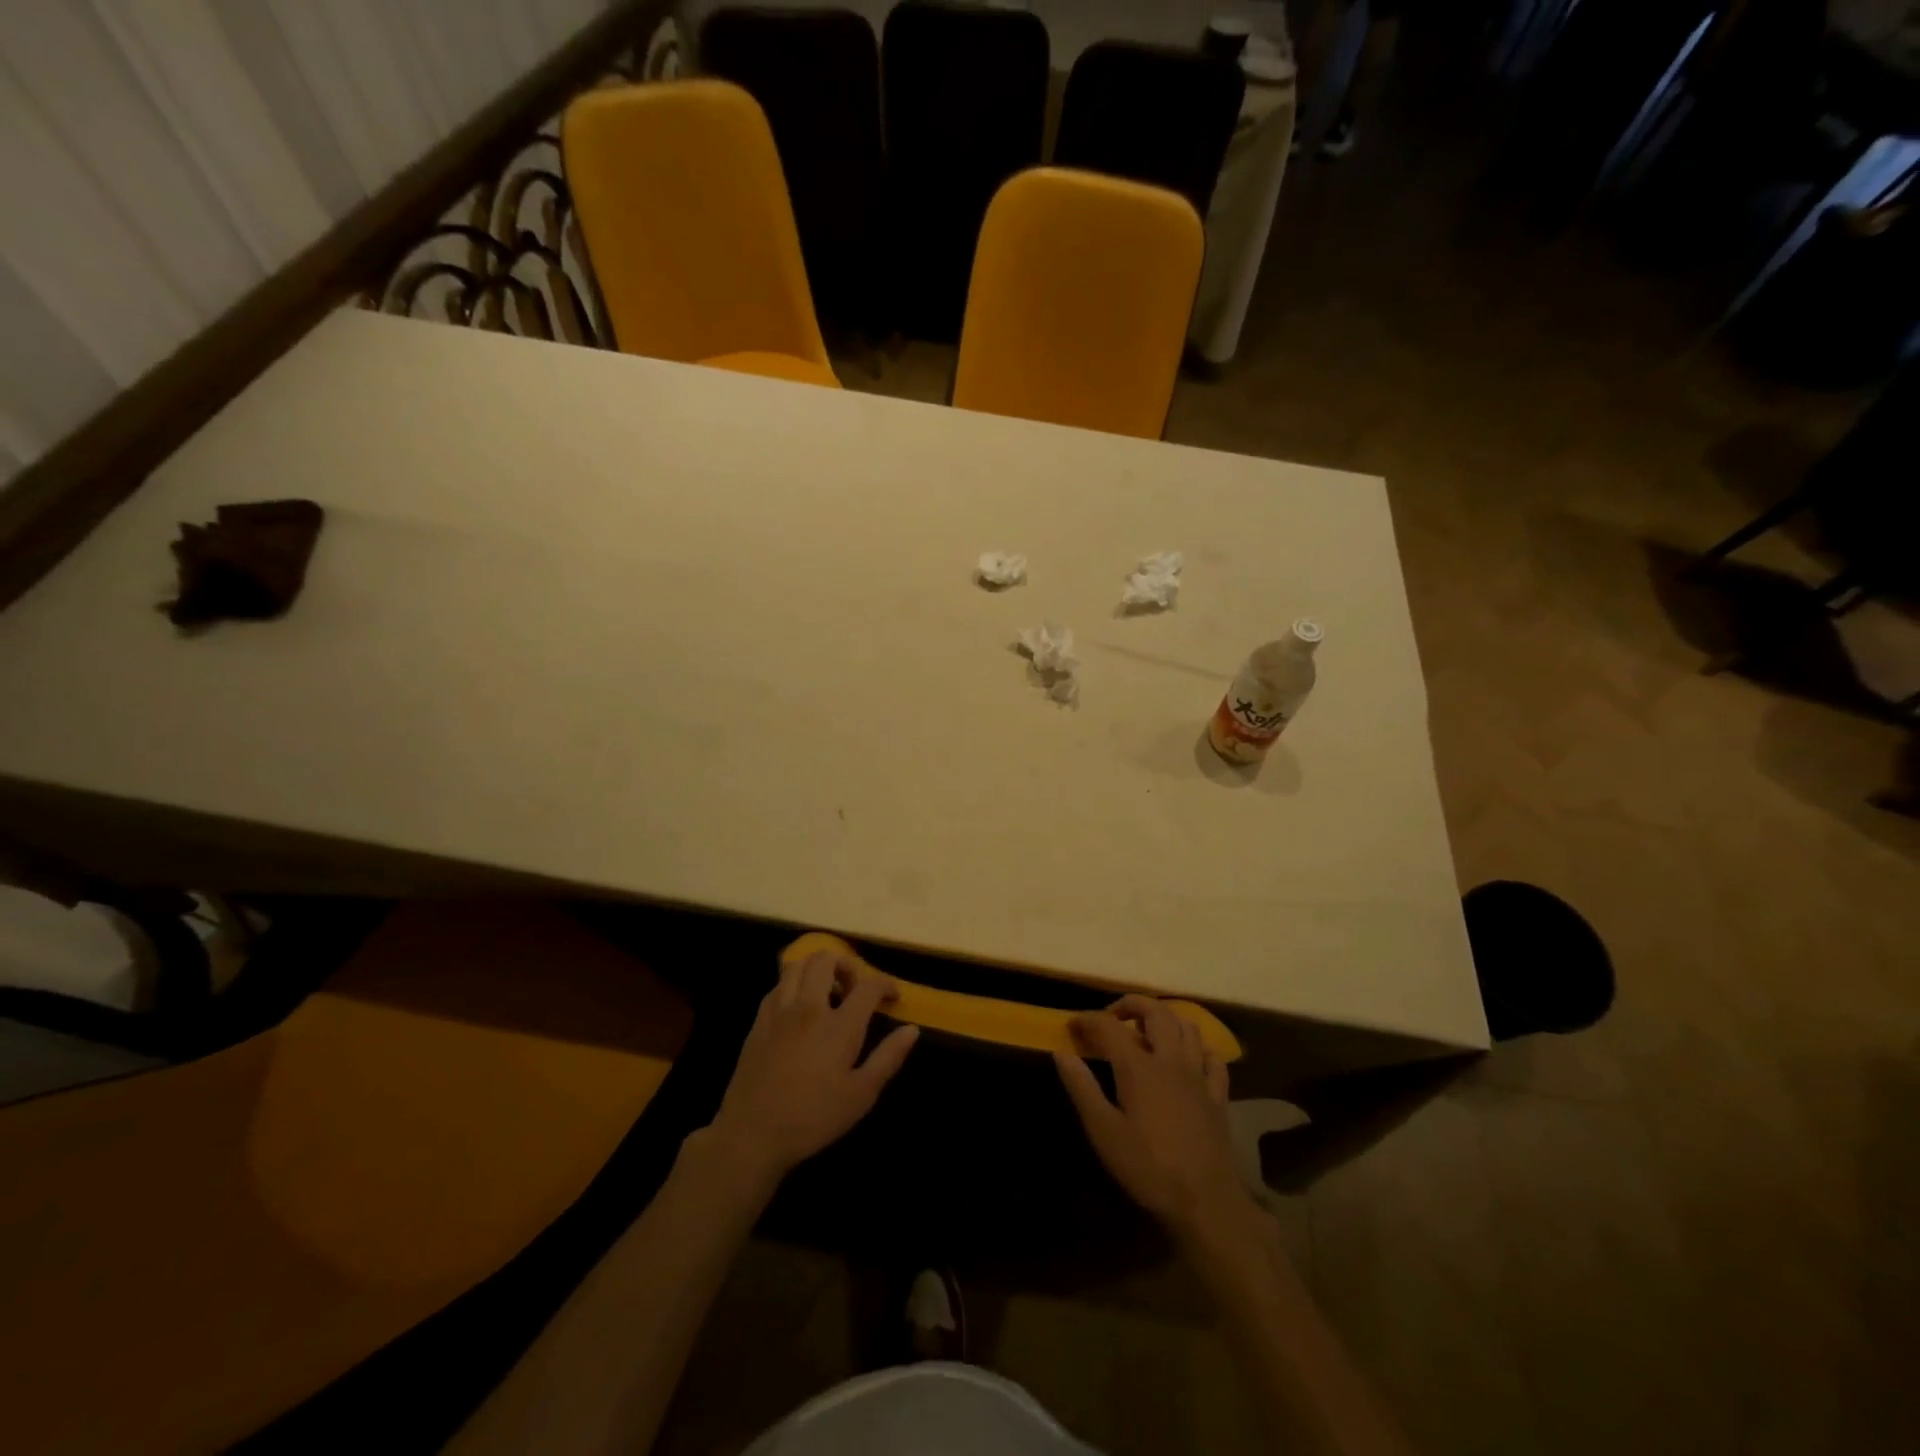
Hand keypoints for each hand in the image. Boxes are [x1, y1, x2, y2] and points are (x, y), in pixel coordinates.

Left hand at [705, 948, 918, 1187]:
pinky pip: (777, 985)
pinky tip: (798, 1010)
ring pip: (797, 964)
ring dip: (817, 969)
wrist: (752, 1134)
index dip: (885, 984)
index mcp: (839, 1025)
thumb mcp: (861, 1095)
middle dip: (847, 966)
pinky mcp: (758, 1021)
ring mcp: (779, 1011)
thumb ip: (888, 1057)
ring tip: (826, 994)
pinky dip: (793, 985)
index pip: (868, 985)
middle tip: (854, 990)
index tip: (892, 996)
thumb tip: (911, 1029)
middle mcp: (809, 1007)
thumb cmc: (813, 1117)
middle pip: (827, 959)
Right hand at [1054, 995, 1253, 1240]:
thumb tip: (1061, 1052)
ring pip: (1187, 1026)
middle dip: (1130, 1004)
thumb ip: (1082, 1088)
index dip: (1088, 1019)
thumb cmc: (1148, 1168)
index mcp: (1139, 1067)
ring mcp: (1199, 1076)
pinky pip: (1212, 1058)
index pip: (1109, 1026)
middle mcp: (1171, 1060)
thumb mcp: (1103, 1131)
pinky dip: (1198, 1048)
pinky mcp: (1218, 1096)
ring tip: (1147, 1030)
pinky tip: (1188, 1058)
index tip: (1072, 1026)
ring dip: (1165, 1018)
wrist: (1206, 1203)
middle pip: (1156, 1011)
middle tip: (1111, 1016)